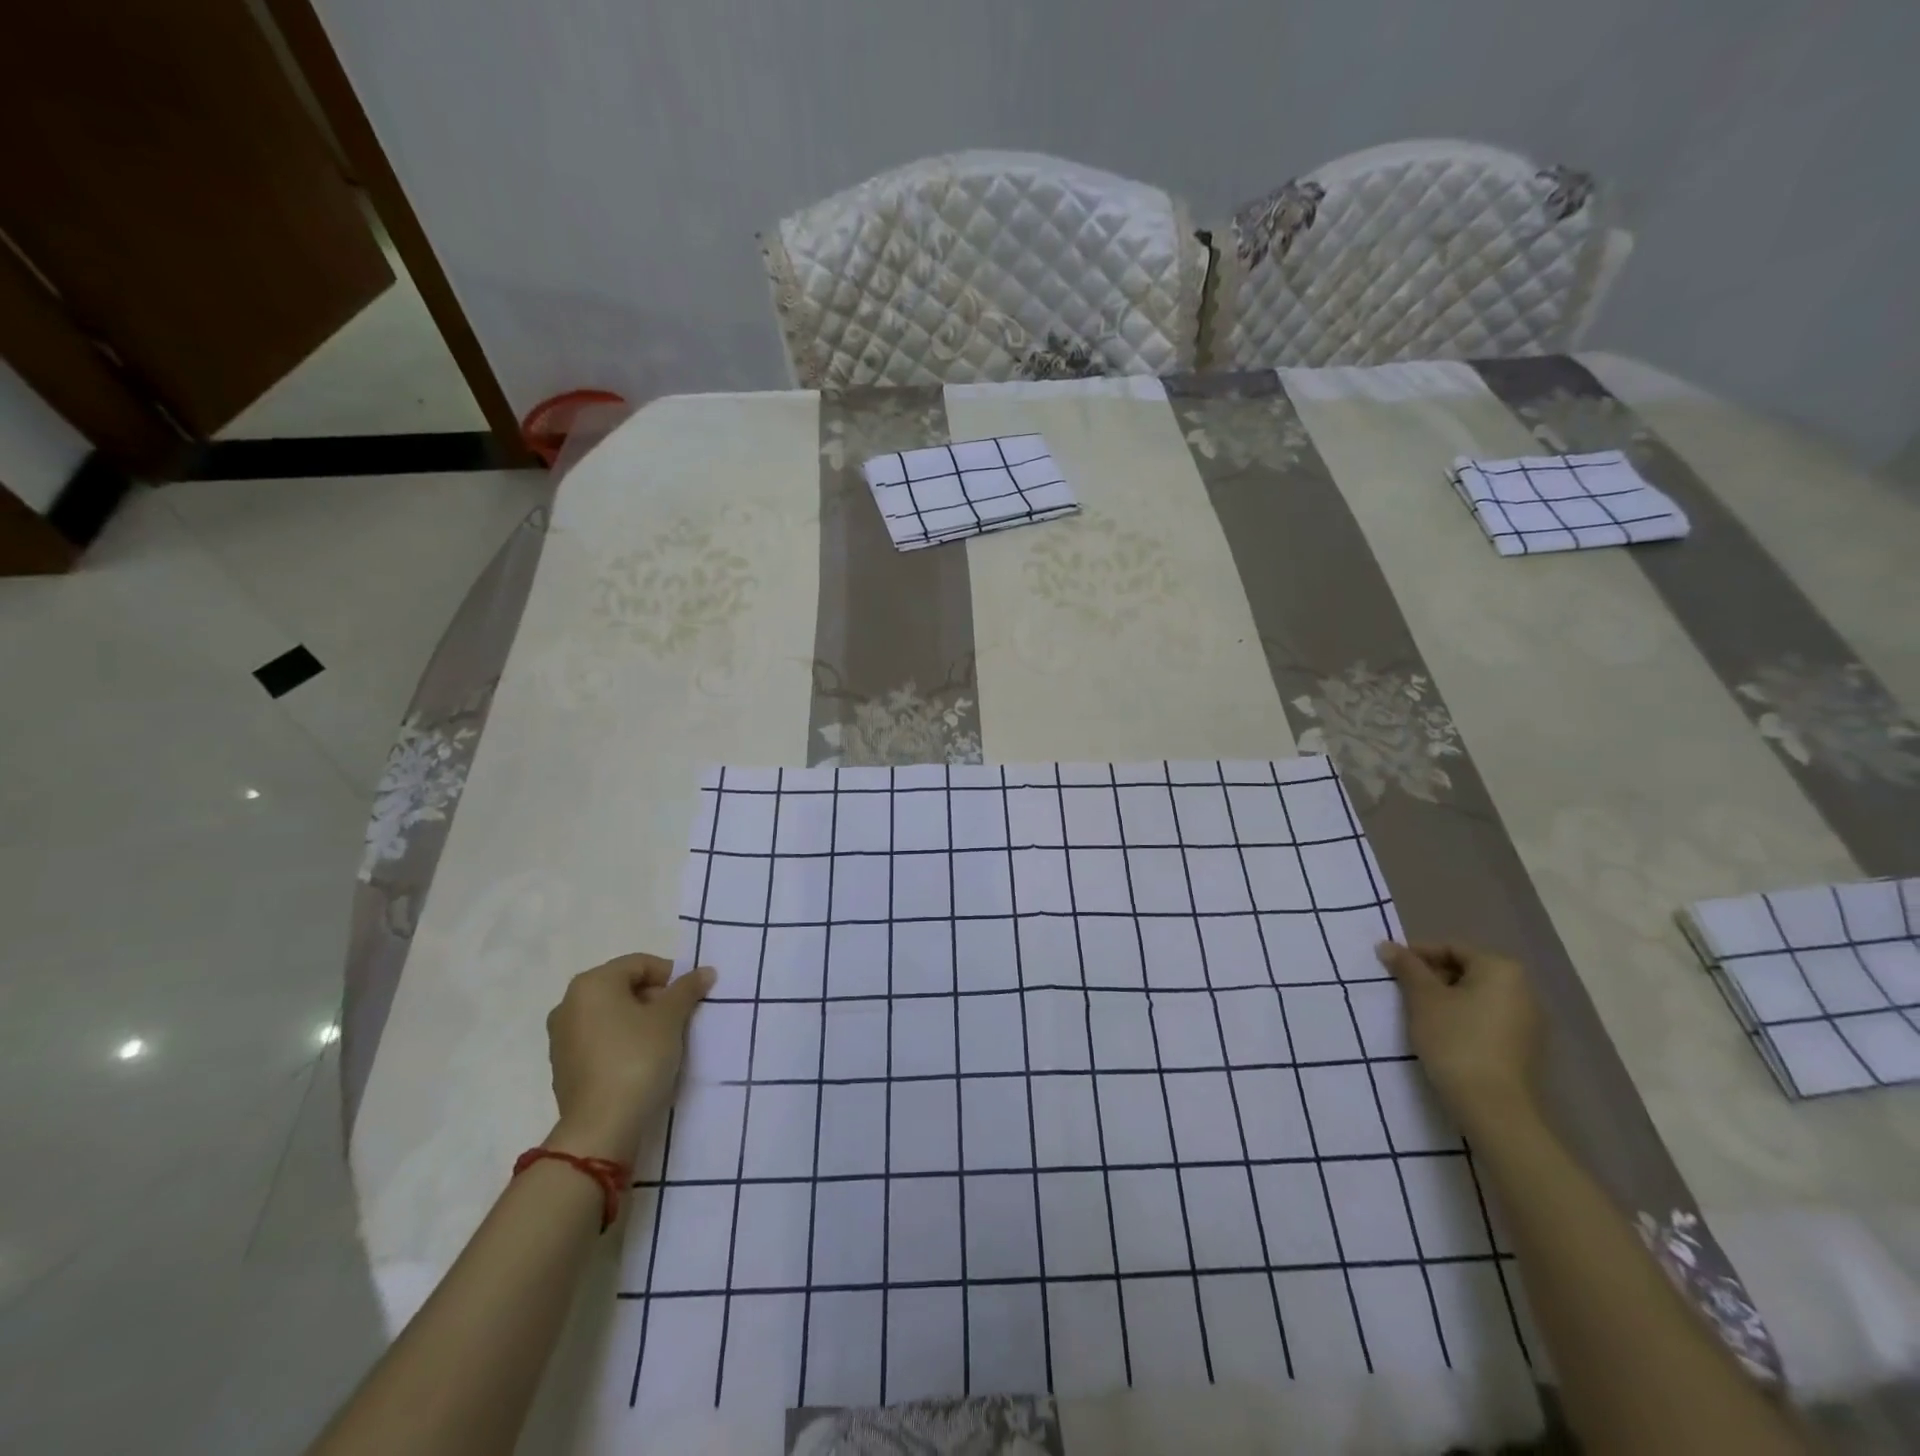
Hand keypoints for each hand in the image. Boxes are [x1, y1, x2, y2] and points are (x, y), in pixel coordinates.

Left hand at [544, 953, 714, 1162]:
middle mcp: (569, 1003)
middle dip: (655, 998)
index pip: (640, 964)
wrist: (601, 1127)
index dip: (671, 976)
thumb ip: (687, 989)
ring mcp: (562, 1036)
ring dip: (639, 1019)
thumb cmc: (637, 1058)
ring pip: (611, 1014)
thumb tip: (705, 971)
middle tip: (680, 1019)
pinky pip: (600, 1038)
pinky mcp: (563, 1065)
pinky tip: (641, 1060)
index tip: (690, 998)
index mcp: (592, 984)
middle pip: (623, 987)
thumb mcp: (670, 1018)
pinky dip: (622, 1040)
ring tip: (664, 1041)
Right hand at [1376, 941, 1540, 1131]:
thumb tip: (1386, 945)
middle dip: (1431, 977)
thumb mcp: (1422, 998)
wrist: (1493, 1106)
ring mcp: (1528, 1021)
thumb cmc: (1455, 1040)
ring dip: (1445, 999)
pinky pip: (1486, 1019)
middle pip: (1466, 970)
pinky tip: (1441, 1035)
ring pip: (1475, 996)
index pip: (1451, 949)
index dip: (1416, 955)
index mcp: (1501, 969)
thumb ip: (1406, 967)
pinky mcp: (1524, 1047)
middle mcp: (1523, 989)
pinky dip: (1462, 1019)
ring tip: (1417, 1014)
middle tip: (1402, 991)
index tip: (1391, 968)